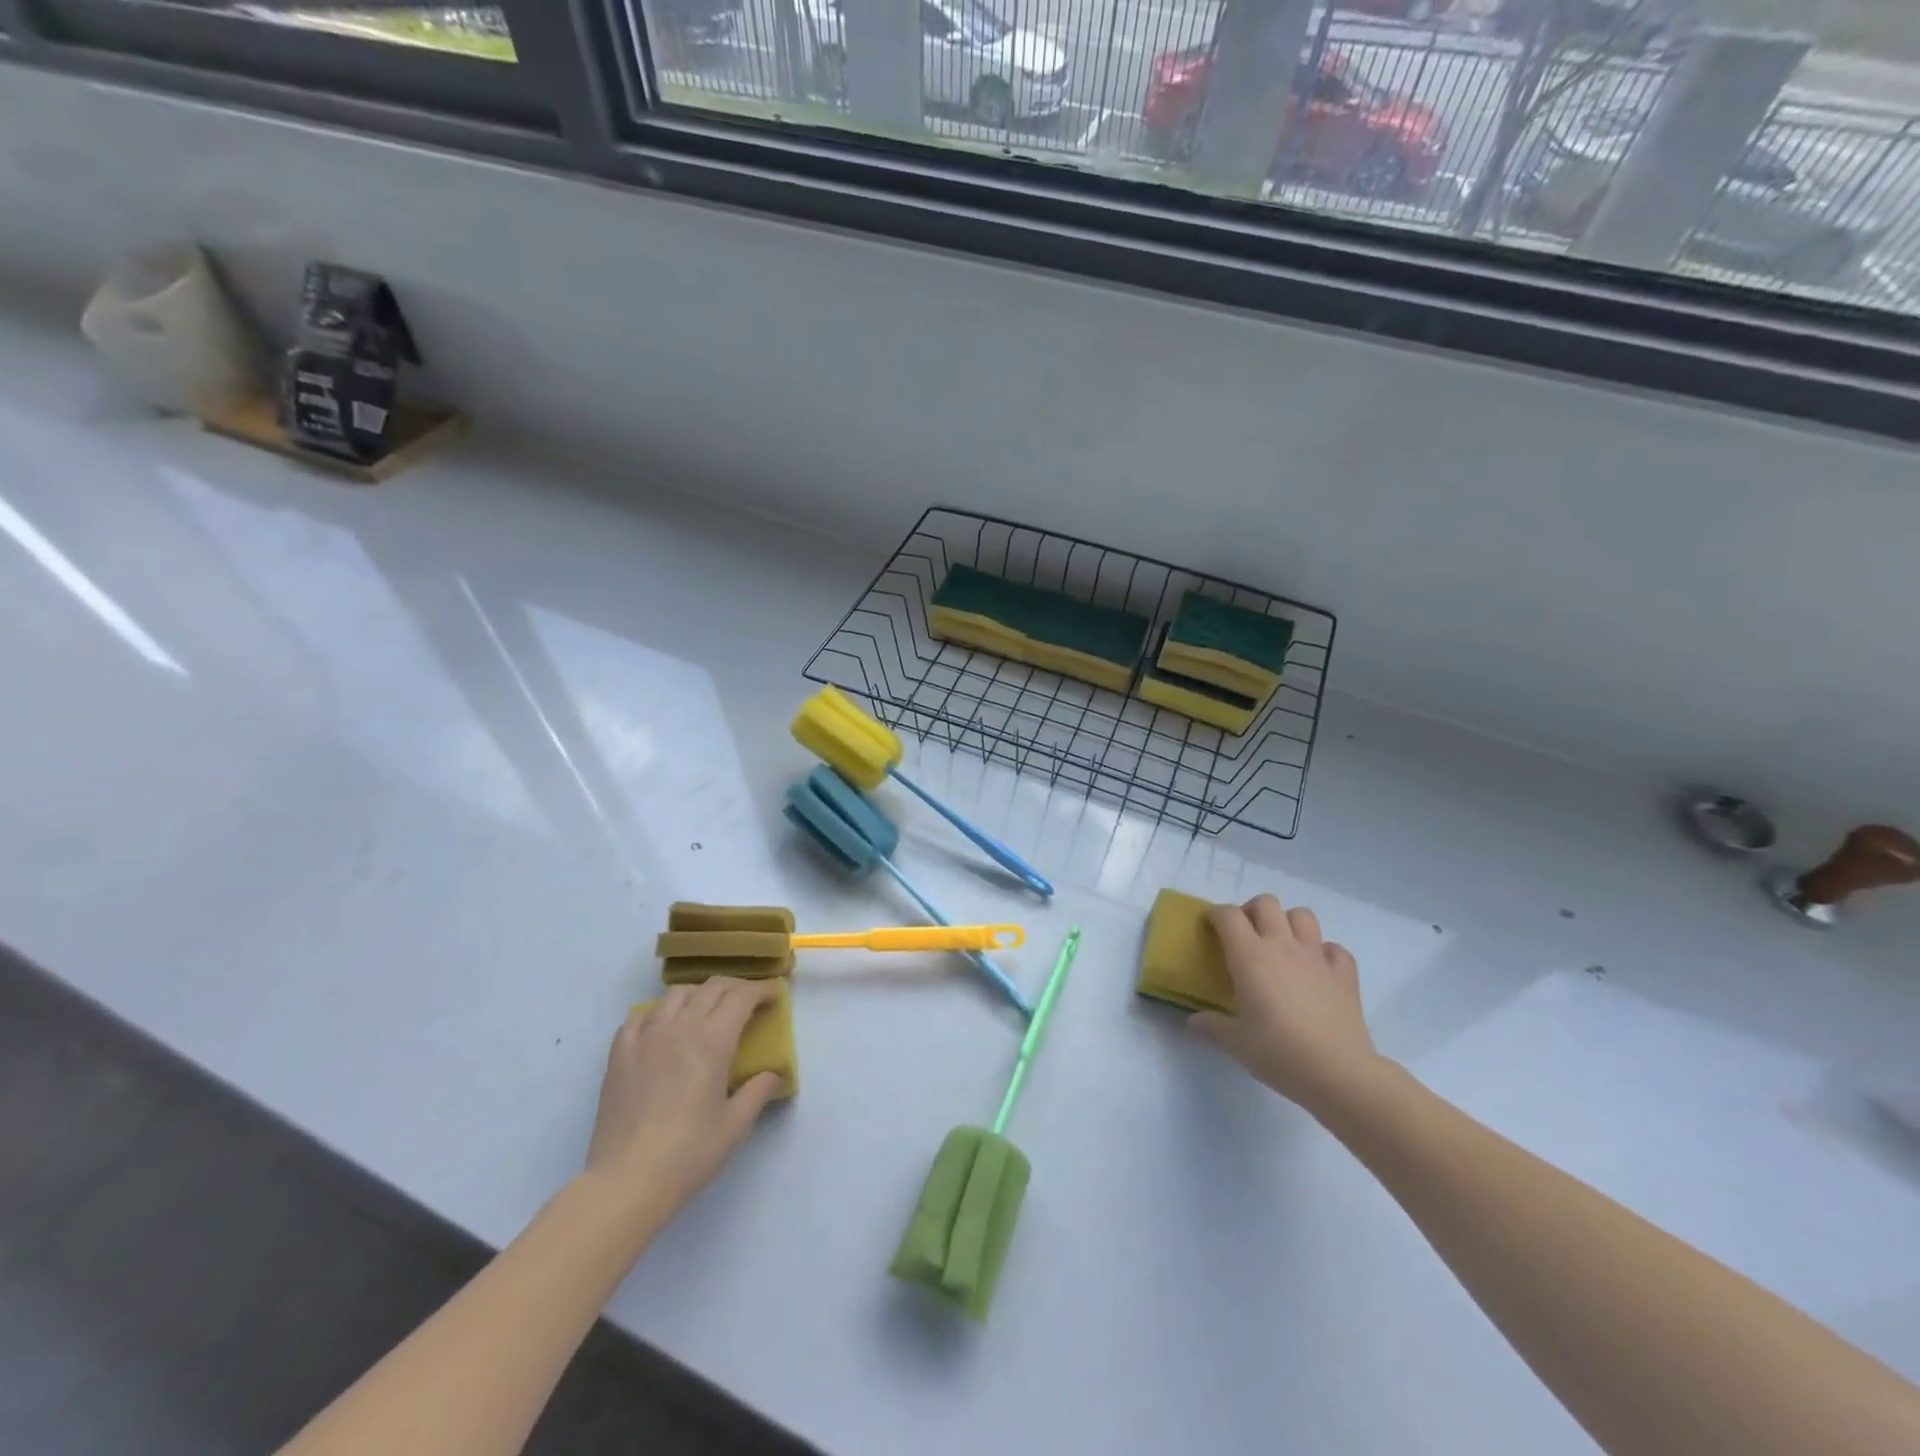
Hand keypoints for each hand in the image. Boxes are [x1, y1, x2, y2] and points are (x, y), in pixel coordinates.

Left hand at [584, 978, 784, 1216]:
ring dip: (700, 994)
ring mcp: (646, 1036)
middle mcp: (680, 1027)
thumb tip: (775, 1074)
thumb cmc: (688, 1154)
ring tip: (707, 1012)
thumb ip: (758, 1091)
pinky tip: (664, 1030)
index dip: (762, 991)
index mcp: (713, 1041)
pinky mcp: (620, 1052)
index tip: (774, 997)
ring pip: (677, 994)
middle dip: (736, 988)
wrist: (625, 1181)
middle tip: (748, 1004)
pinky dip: (660, 1013)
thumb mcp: (735, 1126)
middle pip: (712, 987)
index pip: (742, 996)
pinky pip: (642, 1015)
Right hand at [1190, 894, 1383, 1114]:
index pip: (1228, 915)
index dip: (1216, 915)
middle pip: (1266, 903)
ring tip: (1281, 945)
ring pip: (1302, 915)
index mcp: (1250, 956)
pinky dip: (1324, 953)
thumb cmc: (1278, 1052)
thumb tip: (1194, 1022)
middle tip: (1245, 936)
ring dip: (1288, 923)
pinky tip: (1317, 971)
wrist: (1338, 1072)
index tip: (1210, 927)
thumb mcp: (1234, 1042)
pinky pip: (1334, 948)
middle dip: (1252, 911)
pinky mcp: (1345, 974)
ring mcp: (1317, 957)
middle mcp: (1282, 945)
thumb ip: (1211, 1026)